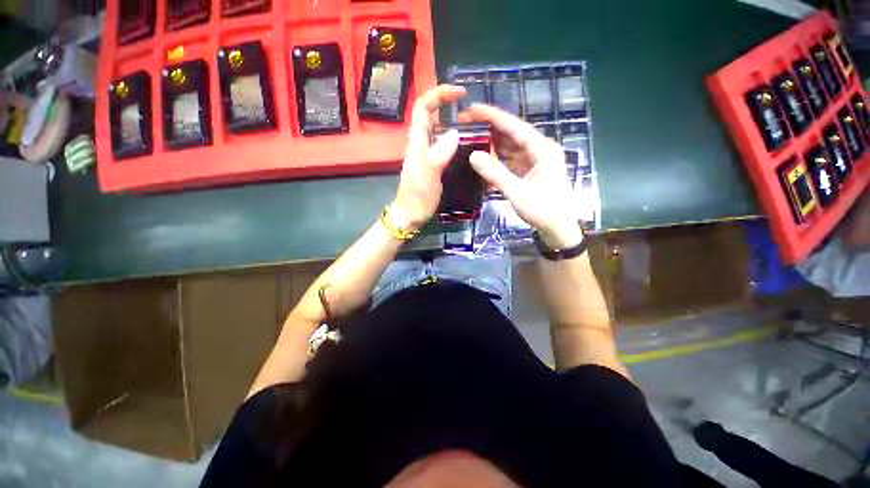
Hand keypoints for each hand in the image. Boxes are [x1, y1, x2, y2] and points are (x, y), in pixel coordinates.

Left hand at [390, 85, 465, 230]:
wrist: (409, 216)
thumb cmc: (416, 199)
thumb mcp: (428, 178)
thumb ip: (438, 155)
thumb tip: (454, 132)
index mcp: (417, 142)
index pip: (422, 107)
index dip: (439, 94)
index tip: (460, 93)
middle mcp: (420, 144)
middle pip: (431, 115)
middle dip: (449, 106)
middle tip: (472, 113)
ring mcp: (426, 155)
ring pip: (438, 130)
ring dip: (453, 123)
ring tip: (474, 128)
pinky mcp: (431, 165)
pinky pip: (442, 145)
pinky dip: (454, 140)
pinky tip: (467, 147)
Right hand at [461, 104, 582, 248]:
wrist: (558, 229)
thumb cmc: (543, 211)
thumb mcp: (517, 192)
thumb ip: (495, 174)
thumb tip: (472, 155)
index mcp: (542, 150)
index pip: (515, 127)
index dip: (493, 116)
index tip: (473, 109)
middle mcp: (539, 150)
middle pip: (511, 134)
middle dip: (489, 129)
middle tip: (467, 124)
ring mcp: (534, 161)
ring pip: (510, 148)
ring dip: (492, 145)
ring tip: (471, 139)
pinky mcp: (529, 171)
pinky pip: (510, 161)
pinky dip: (497, 160)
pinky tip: (484, 160)